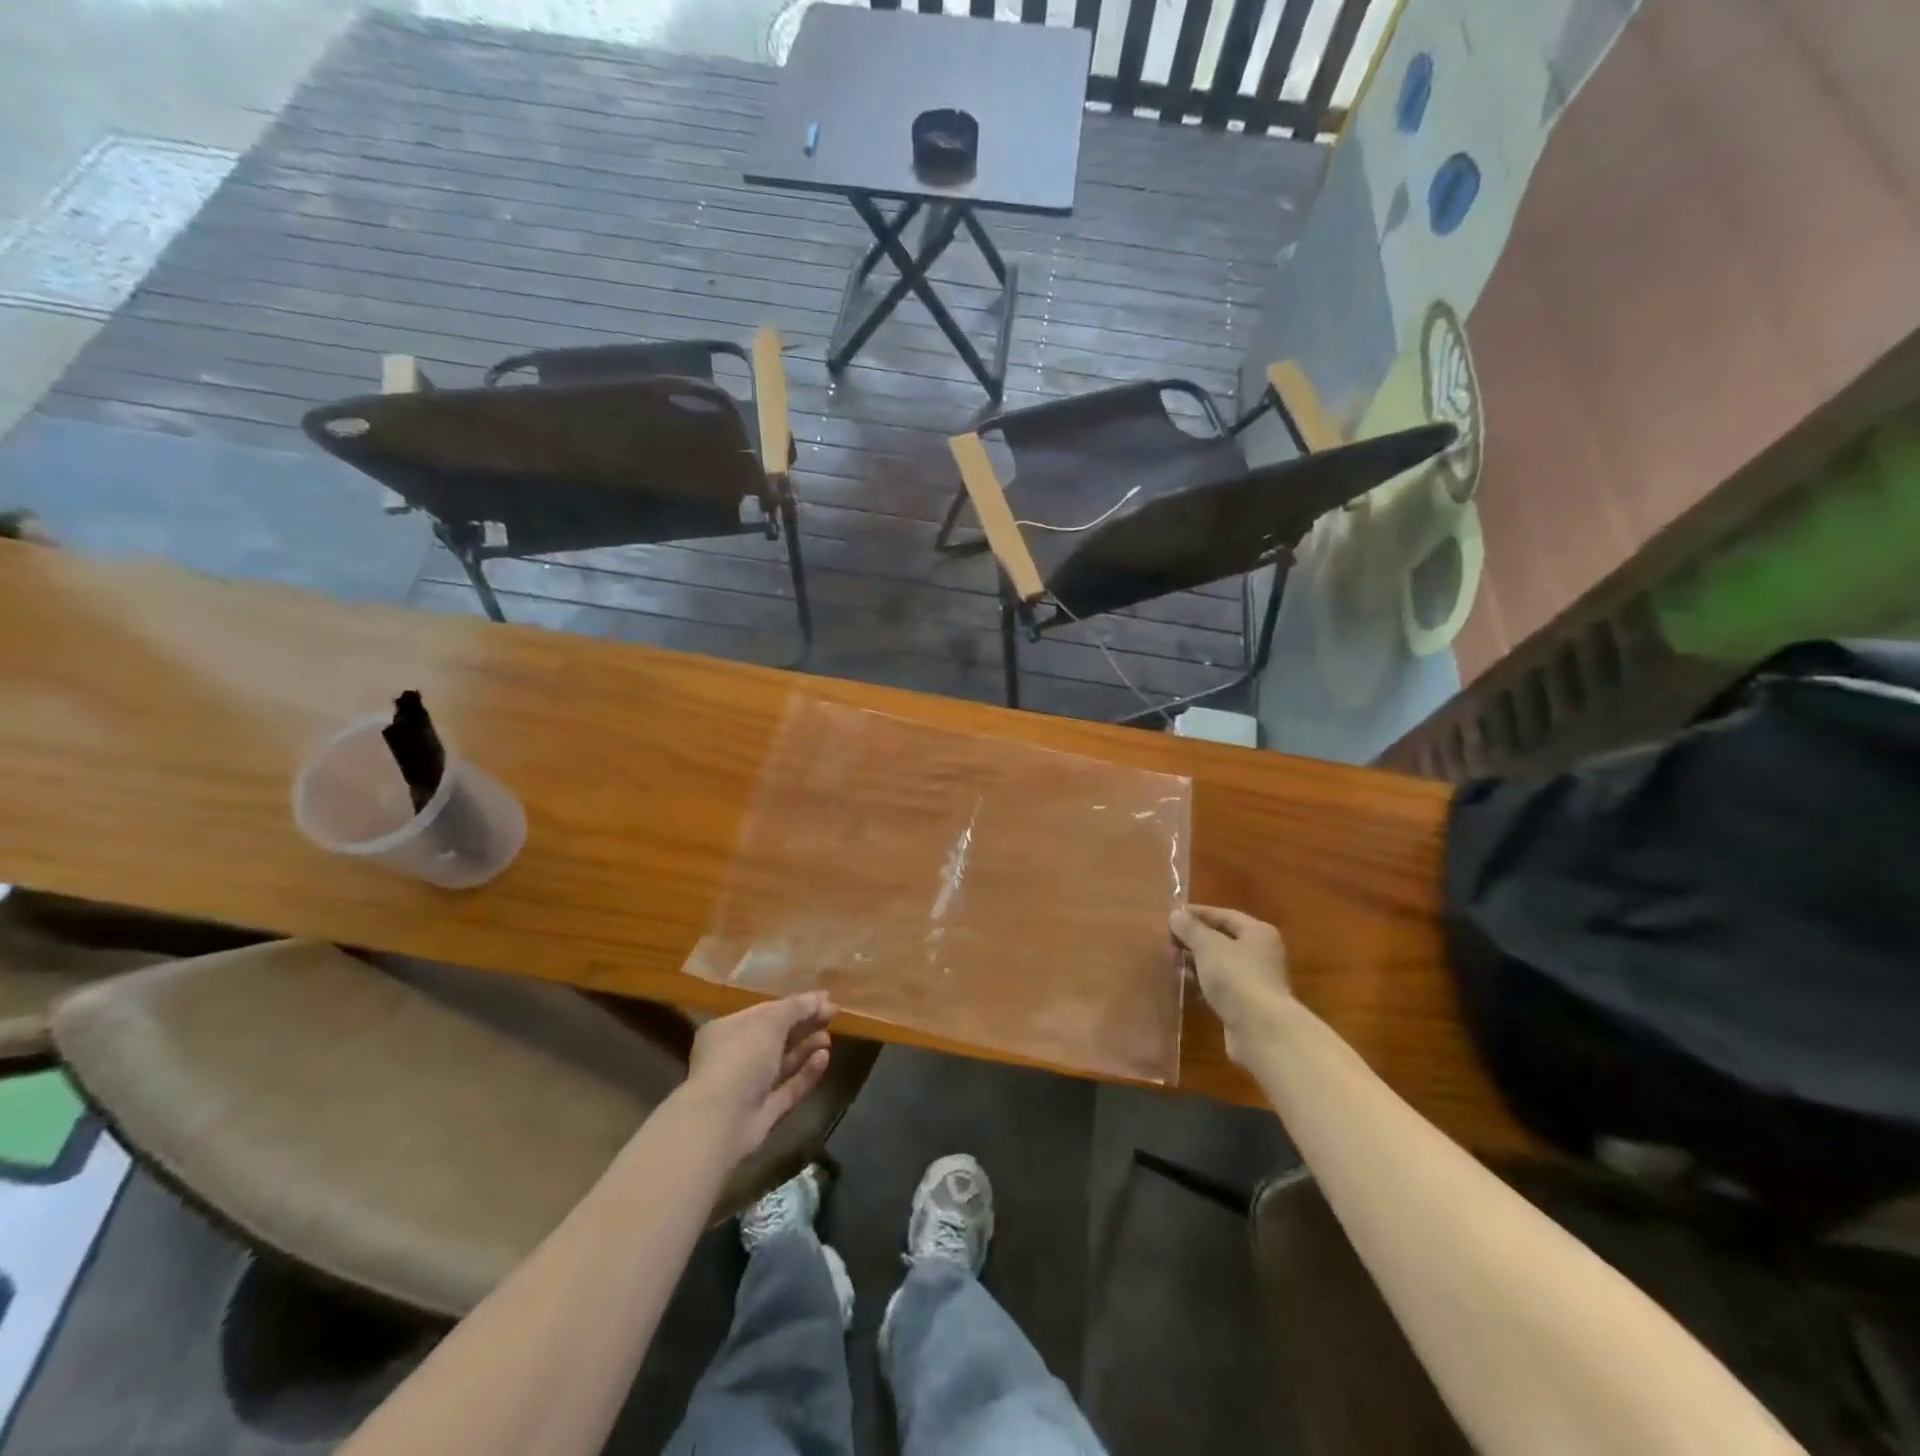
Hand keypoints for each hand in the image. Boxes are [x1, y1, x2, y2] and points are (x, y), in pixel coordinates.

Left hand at [682, 993, 835, 1161]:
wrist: (721, 1120)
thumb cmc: (741, 1057)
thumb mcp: (770, 1022)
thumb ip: (797, 1007)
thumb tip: (822, 997)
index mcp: (728, 1030)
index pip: (766, 1011)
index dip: (796, 1005)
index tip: (824, 1000)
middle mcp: (736, 1056)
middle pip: (776, 1036)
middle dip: (803, 1026)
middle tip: (831, 1018)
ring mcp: (749, 1086)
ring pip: (783, 1063)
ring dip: (806, 1048)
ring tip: (828, 1039)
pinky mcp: (763, 1111)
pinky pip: (788, 1087)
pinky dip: (806, 1072)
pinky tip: (824, 1058)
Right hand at [1170, 905, 1291, 1066]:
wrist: (1261, 1031)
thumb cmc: (1236, 977)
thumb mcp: (1208, 946)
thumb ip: (1190, 928)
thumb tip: (1175, 915)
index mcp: (1258, 933)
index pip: (1224, 915)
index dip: (1197, 914)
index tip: (1171, 916)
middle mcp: (1261, 953)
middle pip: (1222, 939)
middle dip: (1194, 940)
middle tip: (1168, 941)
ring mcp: (1256, 981)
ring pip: (1220, 964)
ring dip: (1197, 962)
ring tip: (1171, 963)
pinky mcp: (1247, 1005)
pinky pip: (1221, 987)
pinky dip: (1203, 983)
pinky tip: (1185, 984)